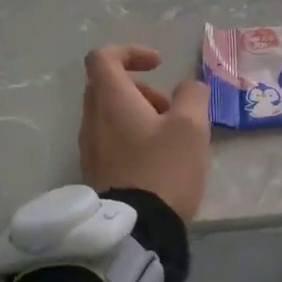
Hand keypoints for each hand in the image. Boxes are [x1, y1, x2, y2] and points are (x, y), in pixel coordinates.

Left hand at [79, 46, 211, 222]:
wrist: (136, 230)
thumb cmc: (163, 169)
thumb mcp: (191, 126)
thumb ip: (192, 96)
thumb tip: (188, 88)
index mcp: (110, 100)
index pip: (104, 57)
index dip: (132, 52)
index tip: (159, 64)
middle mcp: (92, 119)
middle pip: (107, 85)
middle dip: (142, 88)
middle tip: (171, 107)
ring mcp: (90, 148)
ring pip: (110, 114)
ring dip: (140, 114)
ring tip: (172, 138)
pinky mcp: (95, 171)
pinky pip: (111, 139)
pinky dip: (133, 136)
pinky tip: (160, 160)